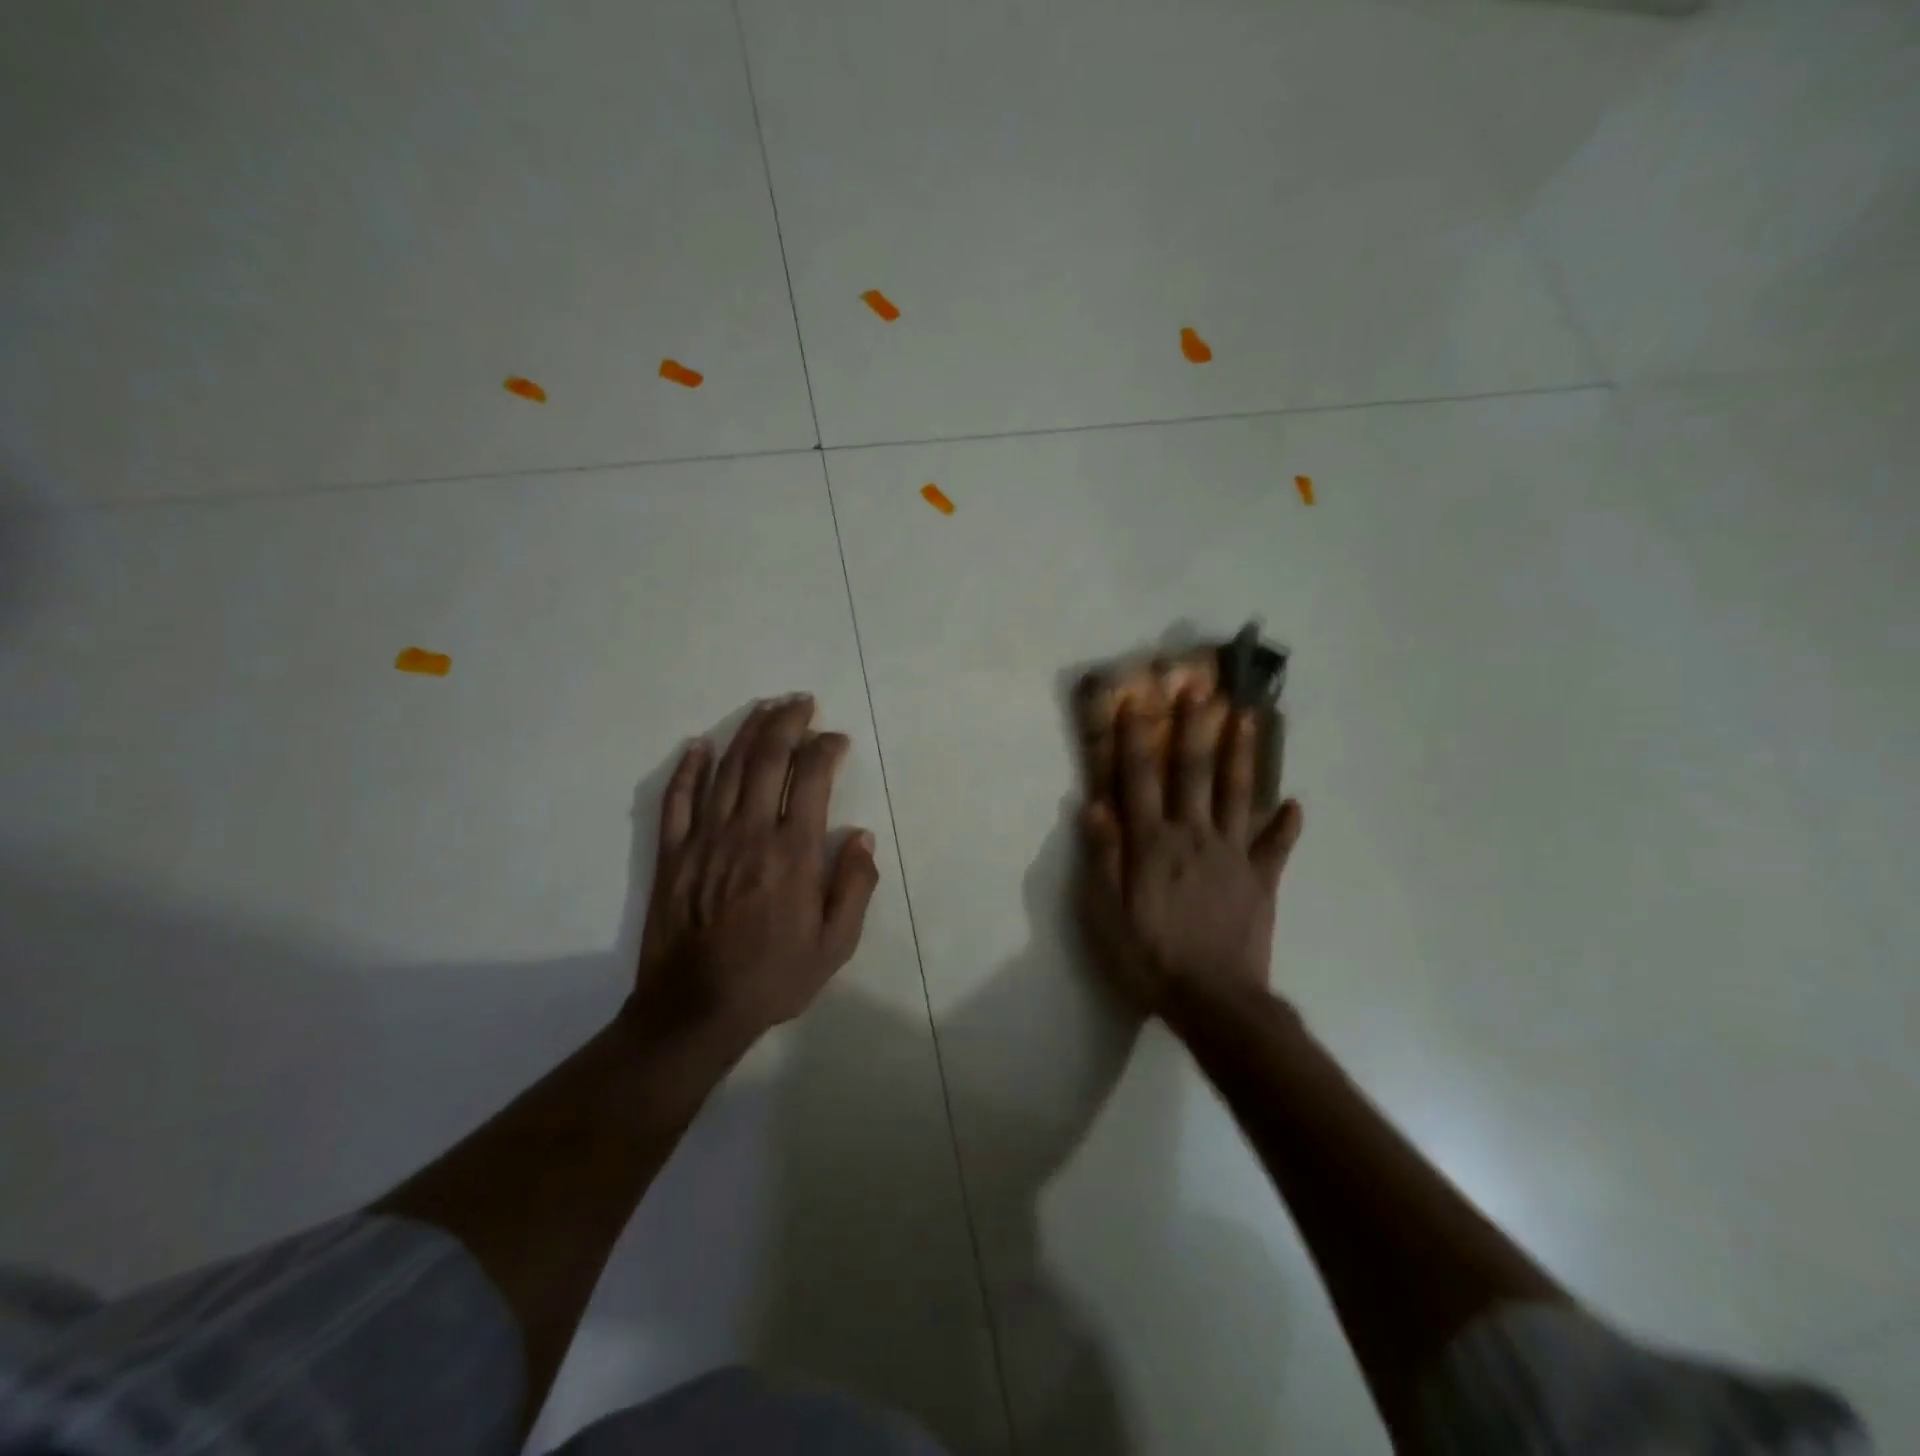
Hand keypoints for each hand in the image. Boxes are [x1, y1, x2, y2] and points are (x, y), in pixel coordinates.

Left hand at [630, 695, 879, 1045]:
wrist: (695, 1011)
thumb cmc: (773, 978)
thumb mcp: (835, 945)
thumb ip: (855, 887)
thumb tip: (862, 837)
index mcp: (793, 852)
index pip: (812, 777)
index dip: (826, 748)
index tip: (836, 740)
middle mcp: (750, 833)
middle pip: (767, 758)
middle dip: (788, 722)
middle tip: (801, 702)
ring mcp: (705, 839)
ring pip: (726, 768)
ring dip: (748, 731)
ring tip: (766, 707)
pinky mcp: (672, 854)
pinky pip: (676, 799)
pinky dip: (688, 768)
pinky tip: (700, 744)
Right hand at [1079, 694, 1302, 1014]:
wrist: (1214, 1001)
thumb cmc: (1148, 956)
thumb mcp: (1105, 913)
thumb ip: (1103, 856)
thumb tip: (1095, 804)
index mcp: (1153, 842)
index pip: (1139, 778)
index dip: (1133, 737)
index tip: (1132, 700)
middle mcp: (1194, 835)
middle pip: (1193, 772)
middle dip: (1193, 727)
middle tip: (1200, 688)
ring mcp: (1233, 855)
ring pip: (1238, 794)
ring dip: (1242, 754)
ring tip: (1248, 717)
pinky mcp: (1261, 880)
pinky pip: (1276, 847)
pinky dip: (1287, 826)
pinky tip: (1296, 805)